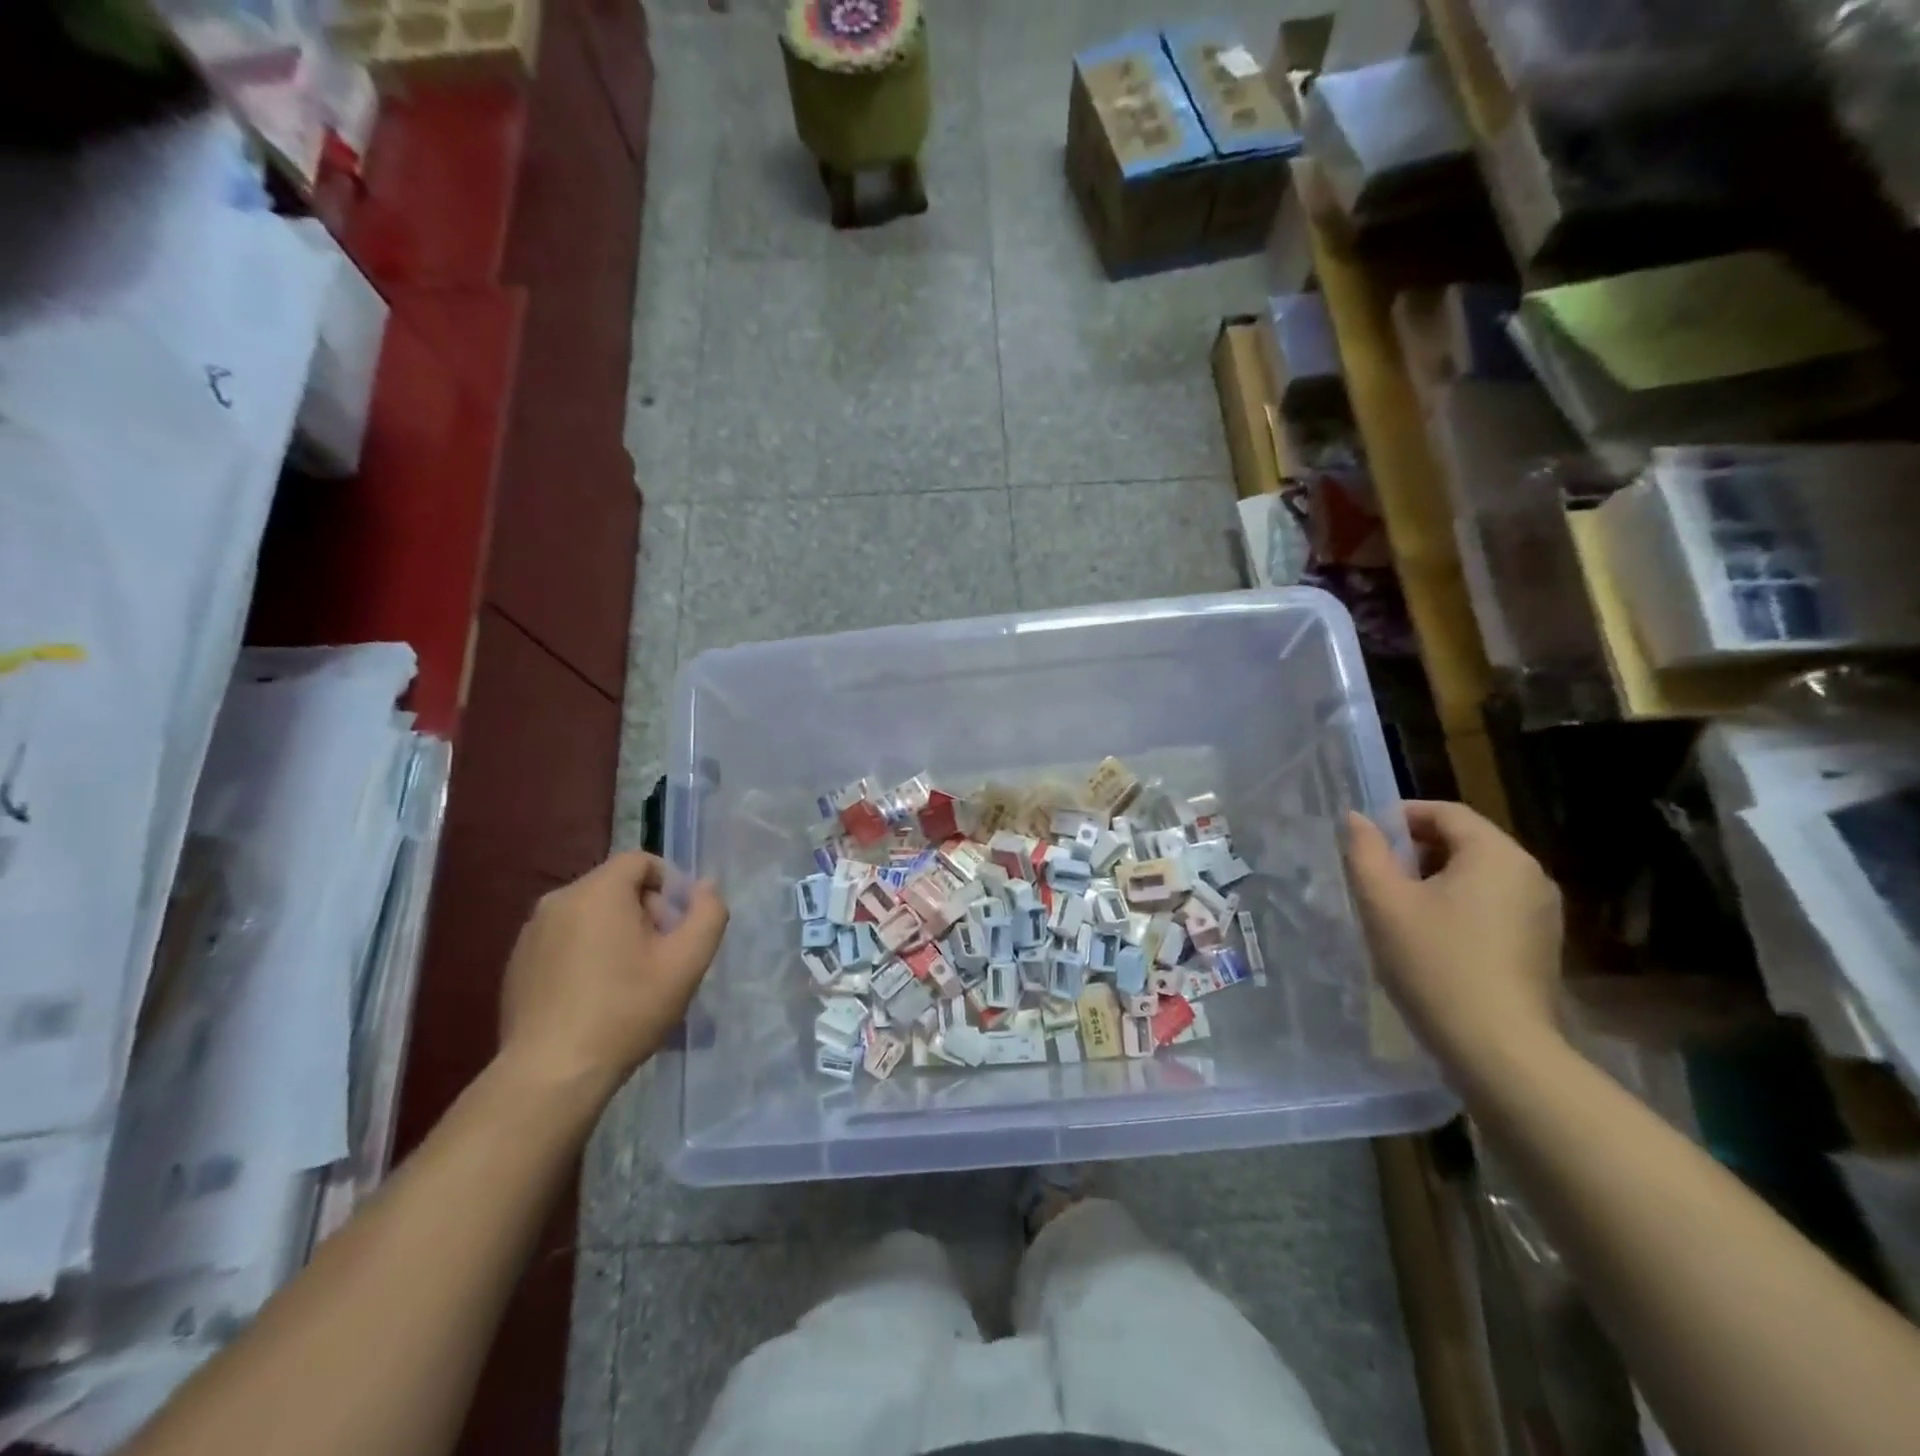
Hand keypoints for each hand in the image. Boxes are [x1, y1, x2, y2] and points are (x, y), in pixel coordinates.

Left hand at [497, 851, 727, 1098]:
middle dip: (645, 911)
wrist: (551, 1074)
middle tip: (661, 956)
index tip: (679, 926)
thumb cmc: (626, 1010)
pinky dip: (586, 953)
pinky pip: (564, 939)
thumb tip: (705, 886)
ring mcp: (530, 933)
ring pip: (589, 914)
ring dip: (616, 932)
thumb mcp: (686, 962)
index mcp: (597, 891)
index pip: (640, 861)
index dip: (669, 884)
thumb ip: (707, 914)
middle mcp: (557, 901)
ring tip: (631, 979)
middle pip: (615, 886)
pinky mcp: (517, 964)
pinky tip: (596, 996)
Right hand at [1344, 801, 1562, 1069]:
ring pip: (1477, 876)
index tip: (1365, 840)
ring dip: (1435, 880)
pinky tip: (1430, 938)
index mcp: (1496, 854)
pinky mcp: (1541, 945)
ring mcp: (1542, 913)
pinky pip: (1492, 906)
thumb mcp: (1383, 902)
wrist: (1498, 1049)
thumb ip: (1365, 851)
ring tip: (1397, 909)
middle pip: (1464, 841)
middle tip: (1376, 876)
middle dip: (1415, 850)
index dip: (1400, 817)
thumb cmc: (1434, 963)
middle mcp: (1529, 874)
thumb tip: (1357, 818)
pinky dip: (1458, 906)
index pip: (1445, 812)